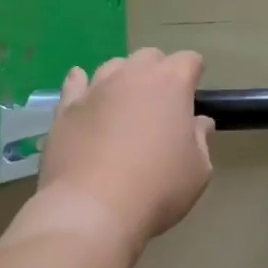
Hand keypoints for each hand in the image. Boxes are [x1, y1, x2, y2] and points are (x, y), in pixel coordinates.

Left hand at [38, 48, 214, 250]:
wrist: (92, 210)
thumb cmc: (157, 188)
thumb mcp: (198, 171)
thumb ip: (200, 140)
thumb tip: (199, 123)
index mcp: (171, 83)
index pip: (189, 60)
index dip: (193, 74)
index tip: (192, 97)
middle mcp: (133, 74)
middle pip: (150, 56)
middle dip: (158, 72)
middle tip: (160, 104)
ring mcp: (96, 88)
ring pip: (113, 66)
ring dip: (123, 78)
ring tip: (123, 105)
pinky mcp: (67, 107)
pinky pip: (75, 82)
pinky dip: (82, 84)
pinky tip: (85, 95)